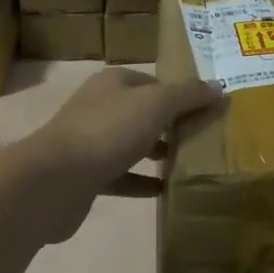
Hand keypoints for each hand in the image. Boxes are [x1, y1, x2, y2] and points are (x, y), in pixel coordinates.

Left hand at [18, 68, 222, 241]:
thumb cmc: (108, 130)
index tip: (204, 111)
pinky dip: (140, 181)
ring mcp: (89, 141)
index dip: (178, 94)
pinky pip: (120, 175)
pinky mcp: (85, 175)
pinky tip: (162, 190)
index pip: (153, 82)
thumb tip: (218, 87)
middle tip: (199, 138)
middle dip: (168, 124)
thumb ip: (188, 94)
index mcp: (114, 82)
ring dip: (154, 151)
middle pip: (141, 111)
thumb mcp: (157, 104)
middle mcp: (100, 106)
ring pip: (130, 142)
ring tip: (185, 162)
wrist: (54, 180)